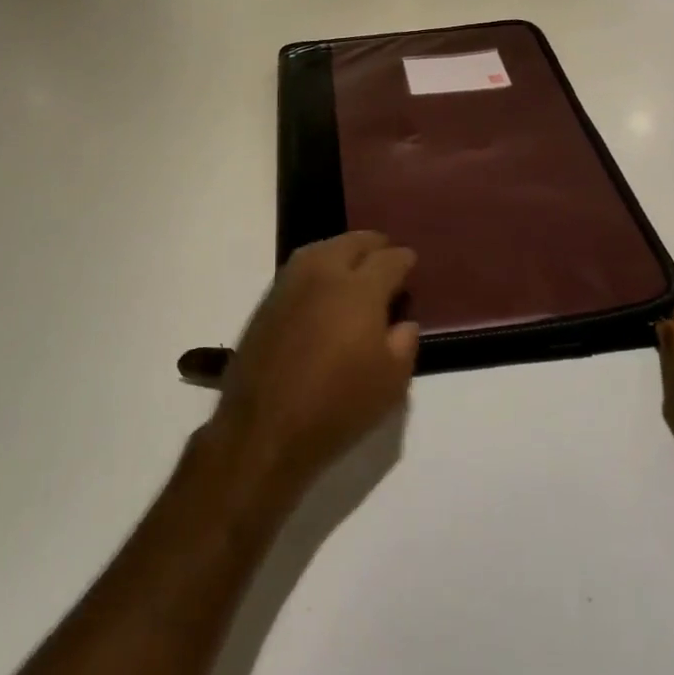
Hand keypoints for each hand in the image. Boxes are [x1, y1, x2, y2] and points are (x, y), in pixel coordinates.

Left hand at [208, 232, 419, 498]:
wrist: (262, 431)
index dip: (404, 260)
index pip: (389, 259)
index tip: (411, 263)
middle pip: (352, 242)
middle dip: (373, 246)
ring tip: (355, 265)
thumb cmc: (336, 408)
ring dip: (342, 250)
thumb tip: (402, 322)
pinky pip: (301, 268)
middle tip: (385, 256)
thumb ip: (404, 344)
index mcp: (359, 289)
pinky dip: (318, 266)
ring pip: (322, 248)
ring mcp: (290, 283)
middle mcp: (324, 273)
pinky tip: (325, 286)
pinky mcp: (267, 301)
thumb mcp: (390, 384)